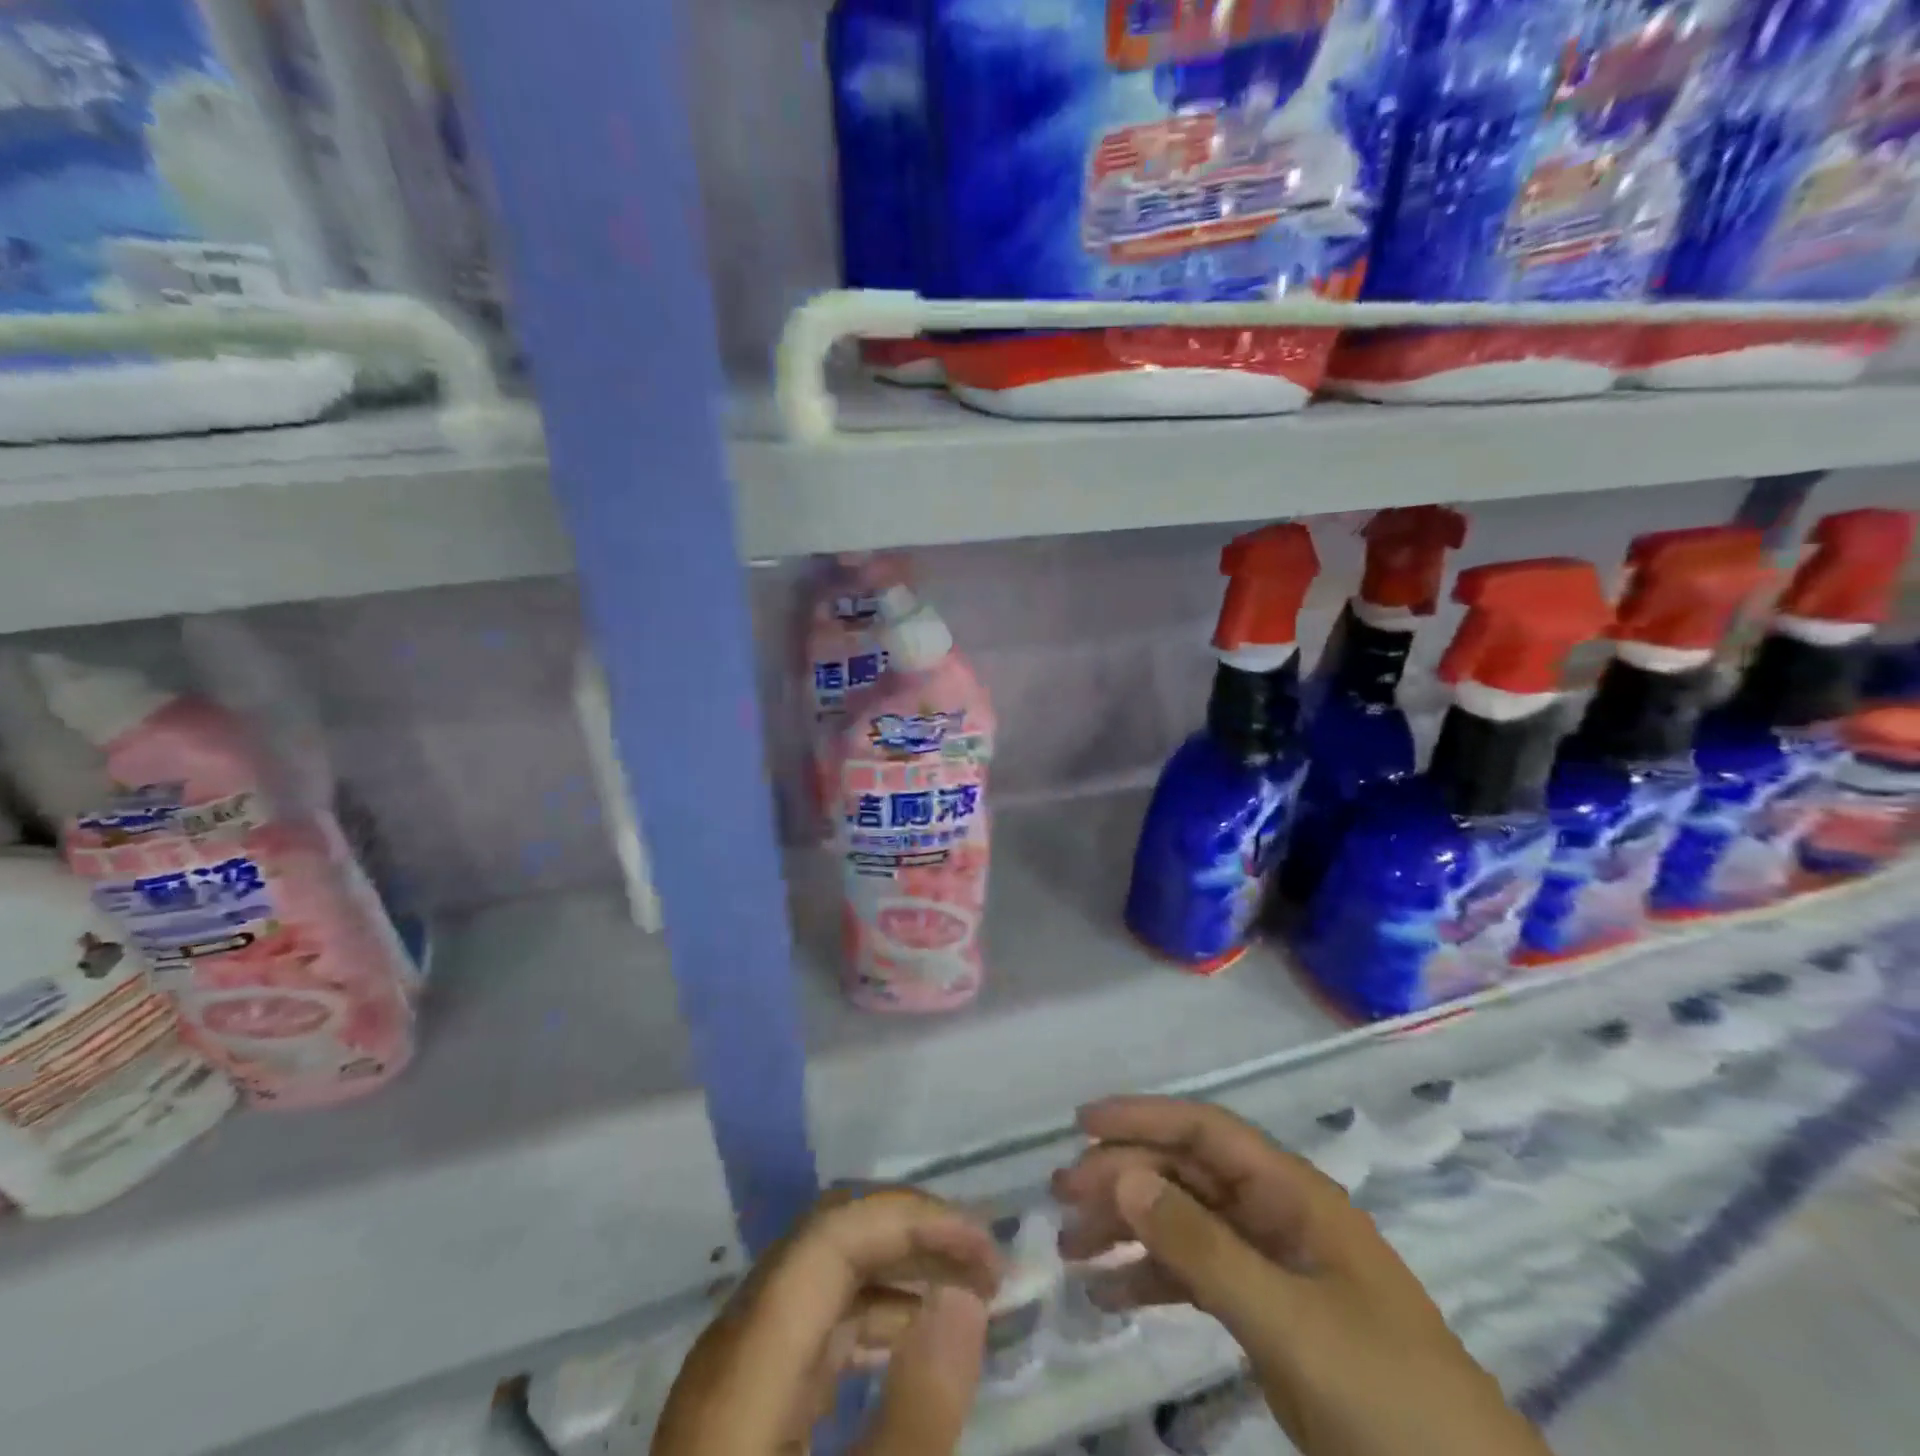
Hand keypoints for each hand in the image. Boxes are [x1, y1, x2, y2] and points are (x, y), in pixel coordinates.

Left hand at [653, 1187, 1000, 1455]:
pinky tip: (911, 1347)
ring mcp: (735, 1378)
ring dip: (897, 1271)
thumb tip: (963, 1297)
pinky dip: (872, 1320)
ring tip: (966, 1297)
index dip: (913, 1219)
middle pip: (827, 1241)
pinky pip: (815, 1330)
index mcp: (745, 1363)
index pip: (833, 1234)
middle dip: (912, 1235)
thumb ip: (916, 1416)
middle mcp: (734, 1348)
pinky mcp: (744, 1411)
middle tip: (985, 1268)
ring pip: (822, 1279)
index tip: (985, 1253)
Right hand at [1052, 1098, 1554, 1455]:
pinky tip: (1108, 1297)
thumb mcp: (1288, 1320)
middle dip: (1123, 1177)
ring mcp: (1272, 1266)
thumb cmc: (1386, 1397)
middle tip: (1062, 1199)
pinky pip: (1196, 1277)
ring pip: (1184, 1223)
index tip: (1081, 1123)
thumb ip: (1202, 1246)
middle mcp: (1277, 1215)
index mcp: (1292, 1194)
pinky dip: (1150, 1280)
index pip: (1205, 1130)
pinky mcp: (1267, 1316)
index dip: (1143, 1117)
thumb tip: (1122, 1174)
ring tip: (1071, 1248)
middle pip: (1186, 1174)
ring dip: (1128, 1228)